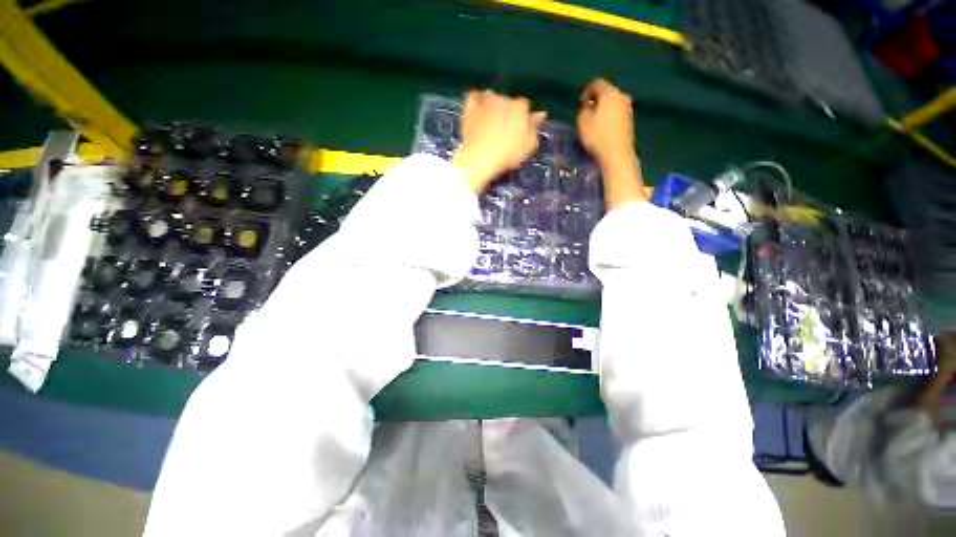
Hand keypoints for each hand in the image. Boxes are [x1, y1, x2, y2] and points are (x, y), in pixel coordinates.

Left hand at [452, 90, 546, 192]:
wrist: (481, 158)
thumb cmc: (508, 154)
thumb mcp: (529, 145)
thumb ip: (534, 128)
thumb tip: (540, 114)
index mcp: (520, 107)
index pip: (524, 106)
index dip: (522, 117)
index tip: (518, 129)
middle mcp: (504, 98)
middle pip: (508, 101)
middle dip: (507, 111)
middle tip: (503, 128)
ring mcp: (486, 101)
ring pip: (492, 97)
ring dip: (492, 104)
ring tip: (490, 119)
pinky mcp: (471, 107)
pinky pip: (474, 97)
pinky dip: (476, 101)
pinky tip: (477, 109)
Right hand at [576, 79, 644, 208]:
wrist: (617, 154)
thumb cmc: (597, 136)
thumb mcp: (583, 122)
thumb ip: (584, 110)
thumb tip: (588, 106)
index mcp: (610, 93)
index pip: (597, 84)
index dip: (586, 92)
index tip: (580, 104)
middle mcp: (622, 96)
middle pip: (607, 92)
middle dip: (596, 100)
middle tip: (586, 112)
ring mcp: (628, 108)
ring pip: (613, 103)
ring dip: (603, 109)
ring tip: (594, 122)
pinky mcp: (630, 121)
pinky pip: (617, 113)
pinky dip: (609, 117)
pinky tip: (603, 128)